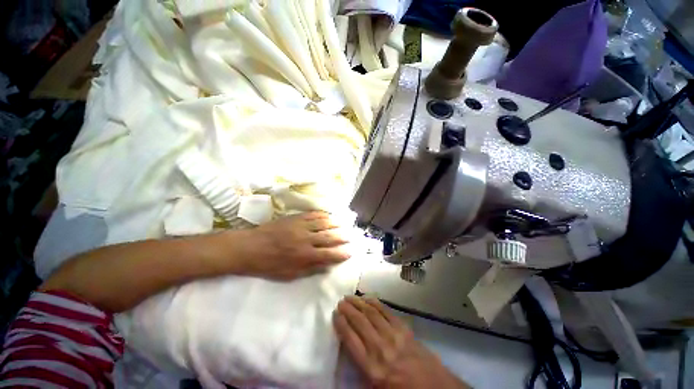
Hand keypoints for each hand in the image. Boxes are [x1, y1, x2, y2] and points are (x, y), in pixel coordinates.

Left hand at [233, 211, 351, 279]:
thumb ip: (310, 270)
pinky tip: (328, 215)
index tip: (350, 252)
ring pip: (323, 223)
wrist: (250, 247)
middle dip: (342, 237)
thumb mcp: (289, 274)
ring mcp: (301, 226)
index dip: (341, 254)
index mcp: (304, 256)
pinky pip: (312, 214)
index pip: (329, 254)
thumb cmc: (269, 265)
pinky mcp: (295, 218)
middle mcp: (306, 239)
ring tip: (344, 223)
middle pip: (329, 237)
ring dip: (335, 223)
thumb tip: (327, 267)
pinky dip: (322, 215)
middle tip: (350, 236)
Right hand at [334, 296, 470, 388]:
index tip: (335, 315)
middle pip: (359, 322)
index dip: (341, 324)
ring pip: (371, 313)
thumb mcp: (376, 387)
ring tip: (350, 297)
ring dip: (359, 303)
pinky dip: (375, 303)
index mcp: (371, 368)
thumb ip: (361, 368)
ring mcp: (393, 336)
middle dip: (348, 310)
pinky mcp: (404, 329)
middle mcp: (380, 348)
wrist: (433, 388)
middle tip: (341, 302)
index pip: (350, 340)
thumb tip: (351, 347)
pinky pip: (386, 312)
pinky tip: (368, 298)